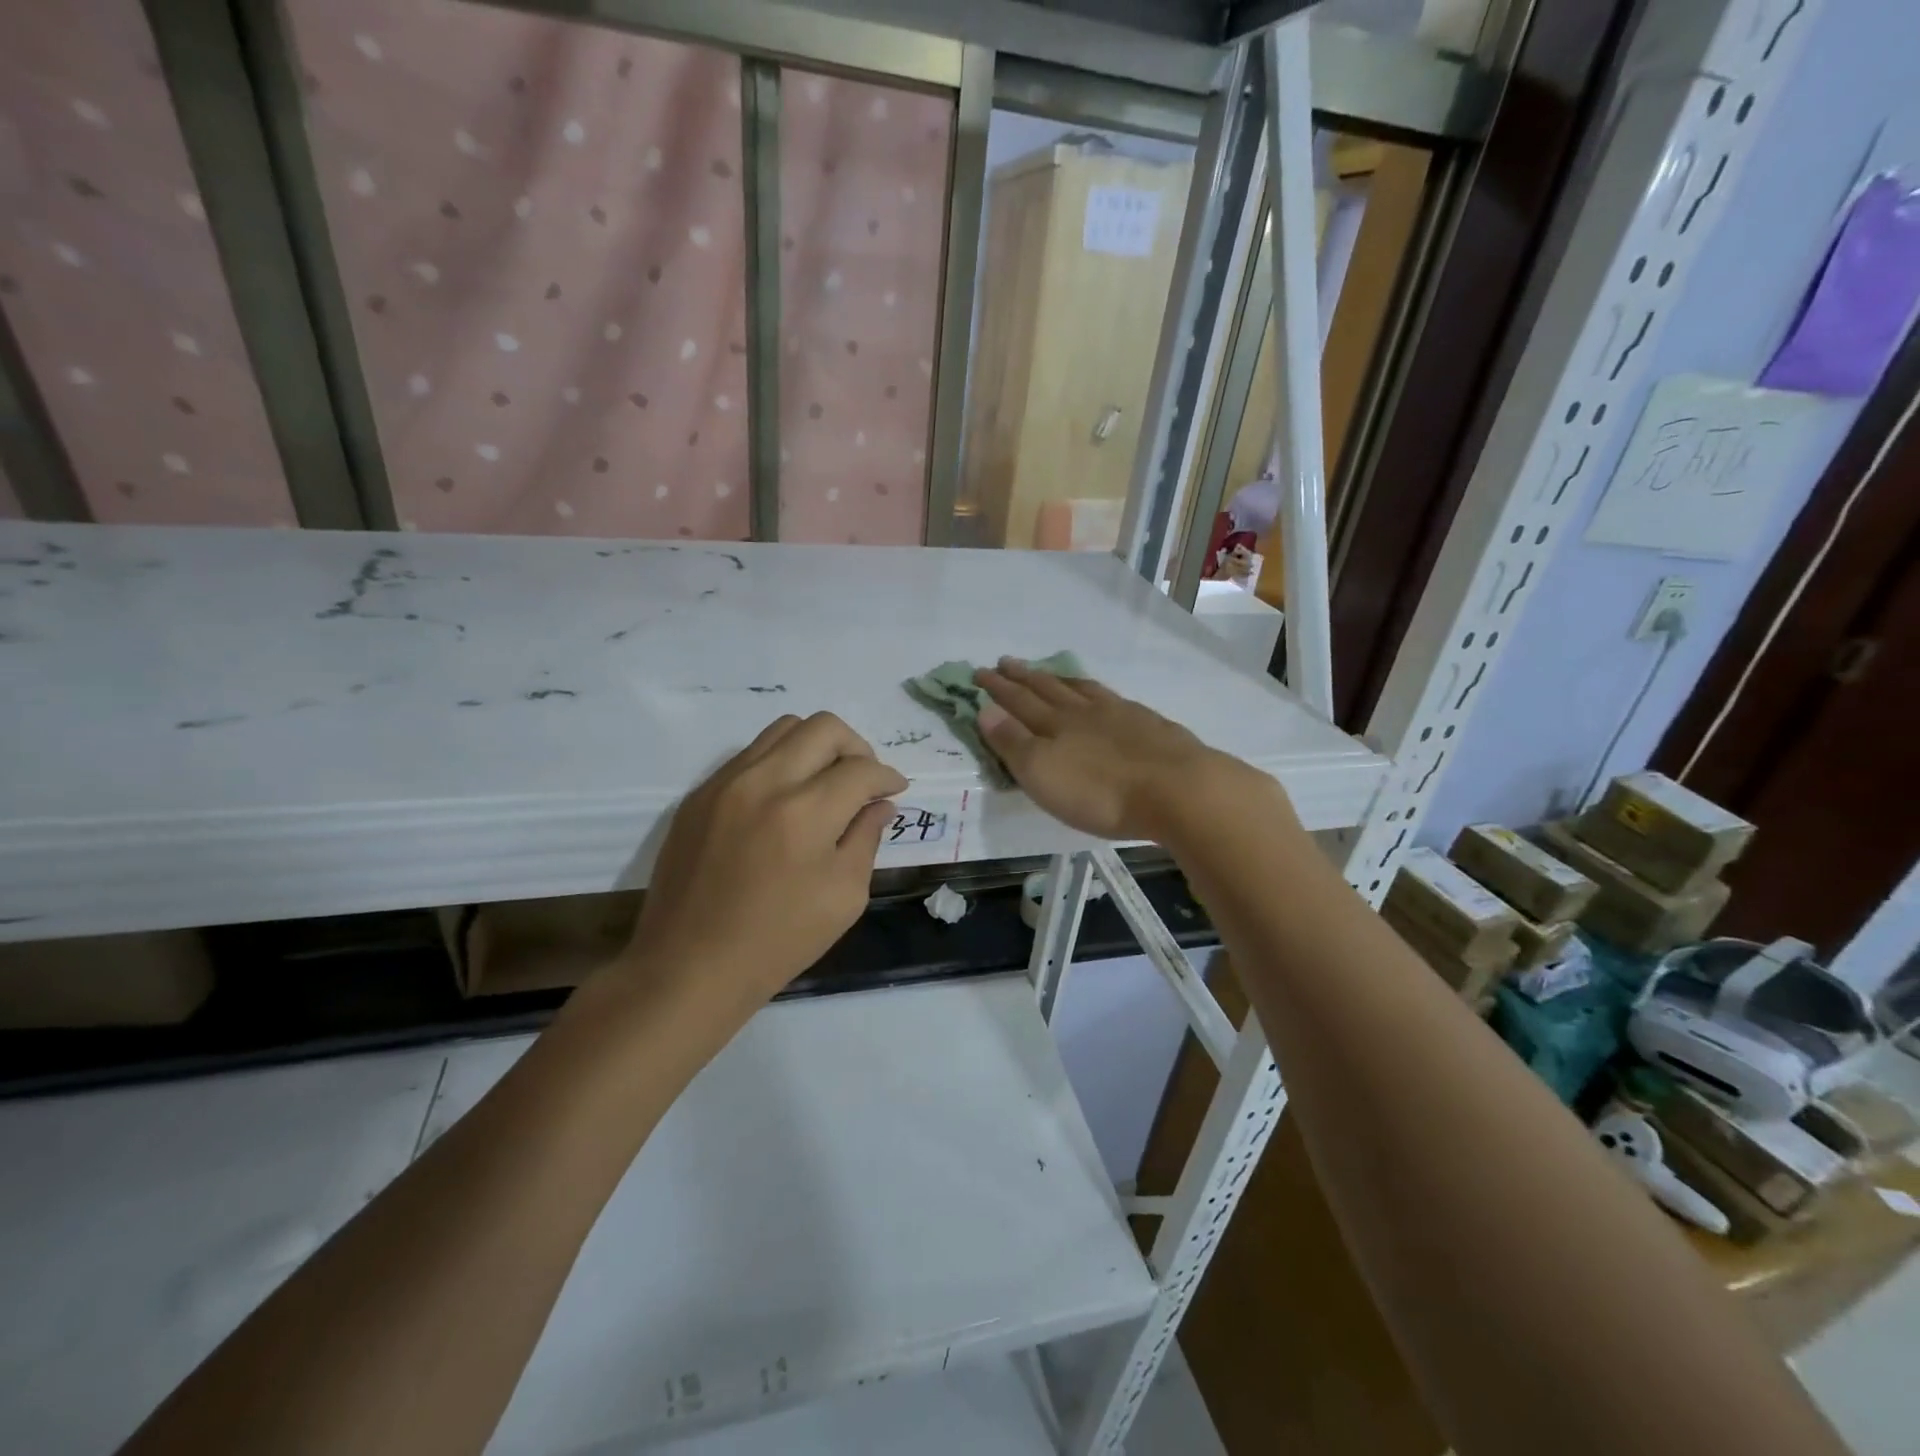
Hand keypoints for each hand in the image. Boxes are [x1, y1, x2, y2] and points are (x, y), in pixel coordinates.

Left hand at [619, 713, 907, 1015]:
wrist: (689, 967)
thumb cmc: (778, 941)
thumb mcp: (844, 896)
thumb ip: (866, 838)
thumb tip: (879, 803)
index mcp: (805, 813)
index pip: (861, 768)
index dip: (888, 777)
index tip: (894, 790)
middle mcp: (764, 782)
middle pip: (824, 727)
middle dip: (857, 748)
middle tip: (863, 781)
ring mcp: (725, 783)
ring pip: (783, 728)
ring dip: (816, 747)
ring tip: (825, 783)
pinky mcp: (699, 794)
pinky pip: (749, 754)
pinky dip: (780, 763)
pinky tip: (784, 800)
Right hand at [976, 658, 1284, 841]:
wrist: (1176, 790)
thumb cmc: (1099, 792)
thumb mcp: (1042, 773)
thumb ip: (1012, 742)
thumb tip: (985, 710)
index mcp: (1055, 724)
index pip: (1019, 701)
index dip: (998, 687)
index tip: (980, 671)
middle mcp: (1084, 712)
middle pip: (1048, 689)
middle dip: (1024, 676)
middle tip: (1007, 662)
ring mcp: (1121, 715)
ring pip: (1083, 690)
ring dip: (1061, 680)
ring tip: (1050, 673)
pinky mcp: (1150, 726)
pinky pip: (1115, 700)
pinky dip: (1100, 693)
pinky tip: (1106, 698)